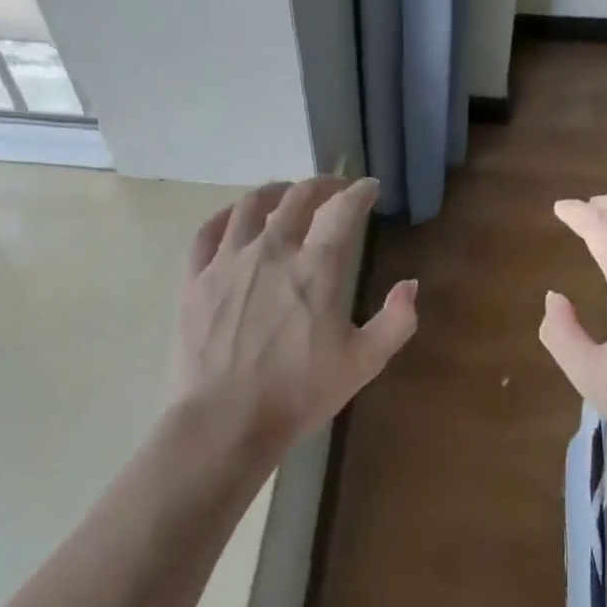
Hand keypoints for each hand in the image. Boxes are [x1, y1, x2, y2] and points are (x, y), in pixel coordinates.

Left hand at [175, 176, 416, 458]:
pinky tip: (235, 218)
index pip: (342, 210)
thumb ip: (396, 321)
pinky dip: (226, 215)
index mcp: (316, 268)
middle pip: (298, 198)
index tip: (370, 188)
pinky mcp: (196, 278)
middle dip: (322, 185)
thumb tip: (410, 284)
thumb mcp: (362, 363)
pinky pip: (207, 231)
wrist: (224, 422)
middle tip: (334, 189)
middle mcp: (272, 250)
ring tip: (286, 194)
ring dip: (275, 192)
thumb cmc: (298, 394)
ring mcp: (228, 261)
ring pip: (251, 205)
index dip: (360, 192)